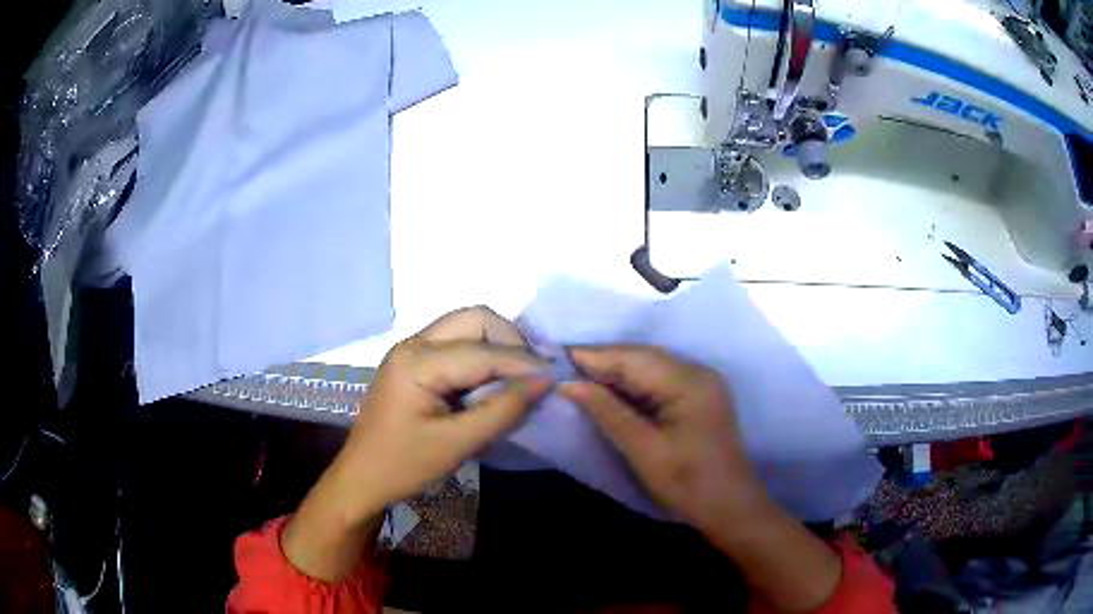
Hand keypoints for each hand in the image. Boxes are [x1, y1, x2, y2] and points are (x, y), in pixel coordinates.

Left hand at [283, 307, 551, 580]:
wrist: (362, 478)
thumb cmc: (403, 465)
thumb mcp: (456, 444)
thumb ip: (502, 411)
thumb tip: (546, 382)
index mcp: (416, 361)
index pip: (483, 351)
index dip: (524, 364)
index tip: (556, 380)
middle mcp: (413, 343)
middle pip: (475, 319)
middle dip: (511, 341)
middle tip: (534, 375)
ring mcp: (412, 349)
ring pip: (468, 326)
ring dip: (498, 346)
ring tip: (519, 378)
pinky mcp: (415, 361)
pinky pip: (458, 343)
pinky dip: (483, 356)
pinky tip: (495, 381)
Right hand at [560, 346, 842, 611]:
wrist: (730, 507)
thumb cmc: (687, 483)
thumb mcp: (643, 450)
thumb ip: (607, 412)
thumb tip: (570, 384)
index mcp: (689, 381)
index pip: (635, 357)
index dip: (596, 355)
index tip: (558, 356)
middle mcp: (698, 372)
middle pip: (644, 357)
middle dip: (604, 360)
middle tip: (564, 366)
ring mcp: (701, 383)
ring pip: (651, 366)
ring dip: (617, 371)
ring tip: (579, 375)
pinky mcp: (699, 397)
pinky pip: (660, 380)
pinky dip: (633, 384)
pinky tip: (610, 389)